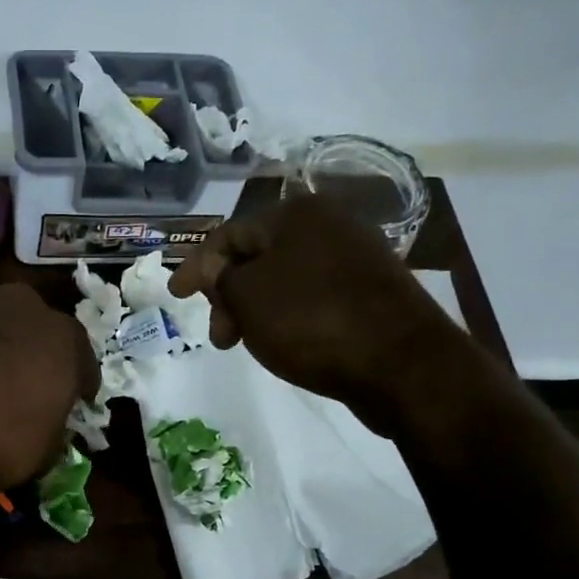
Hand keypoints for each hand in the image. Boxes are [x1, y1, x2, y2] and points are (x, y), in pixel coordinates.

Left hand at [0, 279, 97, 487]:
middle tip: (10, 384)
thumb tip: (47, 429)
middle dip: (24, 349)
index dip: (76, 384)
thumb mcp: (40, 455)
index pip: (81, 360)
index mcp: (63, 339)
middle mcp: (20, 303)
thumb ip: (52, 432)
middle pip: (29, 325)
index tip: (69, 402)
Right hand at [169, 195, 454, 402]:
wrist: (402, 364)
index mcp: (297, 214)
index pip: (230, 234)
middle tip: (221, 337)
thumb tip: (216, 269)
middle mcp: (330, 226)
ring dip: (256, 310)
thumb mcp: (248, 297)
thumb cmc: (312, 321)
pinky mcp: (372, 293)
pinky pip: (313, 298)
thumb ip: (220, 279)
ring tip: (249, 344)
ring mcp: (356, 259)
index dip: (197, 266)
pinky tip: (284, 343)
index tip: (176, 297)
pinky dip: (288, 317)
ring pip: (285, 281)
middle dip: (229, 296)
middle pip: (258, 257)